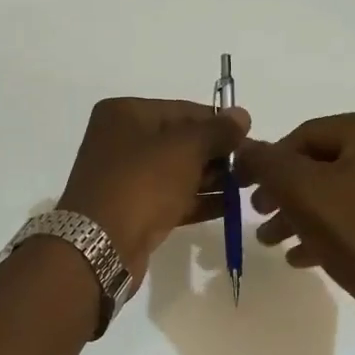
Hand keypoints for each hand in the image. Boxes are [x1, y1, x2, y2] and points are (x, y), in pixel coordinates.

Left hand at [57, 98, 251, 276]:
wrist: (101, 245)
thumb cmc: (142, 183)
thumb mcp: (185, 149)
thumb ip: (216, 131)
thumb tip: (242, 115)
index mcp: (125, 114)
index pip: (183, 110)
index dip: (219, 123)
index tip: (251, 138)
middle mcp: (122, 141)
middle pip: (181, 141)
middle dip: (218, 153)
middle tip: (254, 166)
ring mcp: (126, 178)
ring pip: (178, 171)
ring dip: (213, 178)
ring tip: (249, 186)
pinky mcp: (133, 210)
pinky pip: (172, 198)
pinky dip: (199, 200)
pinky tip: (230, 206)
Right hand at [237, 108, 354, 325]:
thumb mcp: (298, 189)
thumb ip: (265, 162)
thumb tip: (244, 148)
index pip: (305, 135)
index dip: (268, 161)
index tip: (243, 188)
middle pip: (321, 164)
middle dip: (284, 192)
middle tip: (258, 215)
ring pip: (336, 191)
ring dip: (299, 214)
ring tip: (271, 241)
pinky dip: (326, 229)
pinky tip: (299, 256)